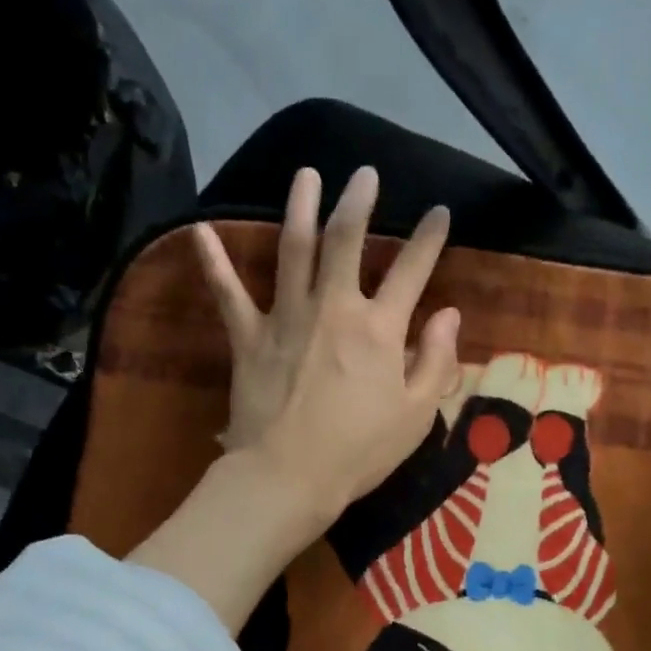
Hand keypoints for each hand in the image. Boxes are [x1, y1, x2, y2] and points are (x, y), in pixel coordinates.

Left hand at [195, 165, 460, 525]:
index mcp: (379, 329)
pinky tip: (200, 229)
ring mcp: (286, 317)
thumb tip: (450, 313)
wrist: (288, 477)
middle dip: (358, 202)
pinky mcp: (248, 337)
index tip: (439, 212)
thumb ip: (436, 360)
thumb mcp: (417, 414)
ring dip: (300, 208)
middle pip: (346, 241)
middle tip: (364, 174)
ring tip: (306, 175)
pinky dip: (213, 261)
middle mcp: (334, 309)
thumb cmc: (360, 451)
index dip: (429, 238)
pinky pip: (228, 293)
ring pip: (293, 249)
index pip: (412, 271)